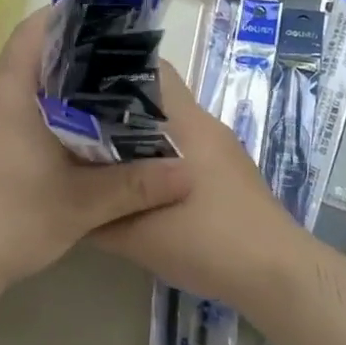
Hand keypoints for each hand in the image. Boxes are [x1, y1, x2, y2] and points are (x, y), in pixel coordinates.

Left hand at [0, 8, 192, 292]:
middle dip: (76, 46)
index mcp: (10, 91)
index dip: (68, 14)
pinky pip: (22, 102)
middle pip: (34, 50)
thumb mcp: (82, 204)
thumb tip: (189, 173)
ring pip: (28, 78)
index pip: (34, 30)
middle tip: (123, 51)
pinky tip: (84, 120)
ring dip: (63, 76)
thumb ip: (136, 185)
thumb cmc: (14, 219)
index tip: (107, 16)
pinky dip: (51, 101)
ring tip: (112, 80)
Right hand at [92, 62, 304, 311]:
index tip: (78, 85)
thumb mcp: (139, 237)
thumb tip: (69, 196)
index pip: (151, 69)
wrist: (277, 275)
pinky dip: (160, 155)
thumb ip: (98, 214)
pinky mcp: (230, 170)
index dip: (113, 70)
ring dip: (139, 134)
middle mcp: (204, 123)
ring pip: (171, 124)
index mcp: (185, 122)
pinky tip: (140, 183)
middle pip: (156, 96)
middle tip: (79, 122)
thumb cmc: (208, 242)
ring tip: (103, 154)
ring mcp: (221, 147)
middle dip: (118, 105)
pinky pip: (186, 146)